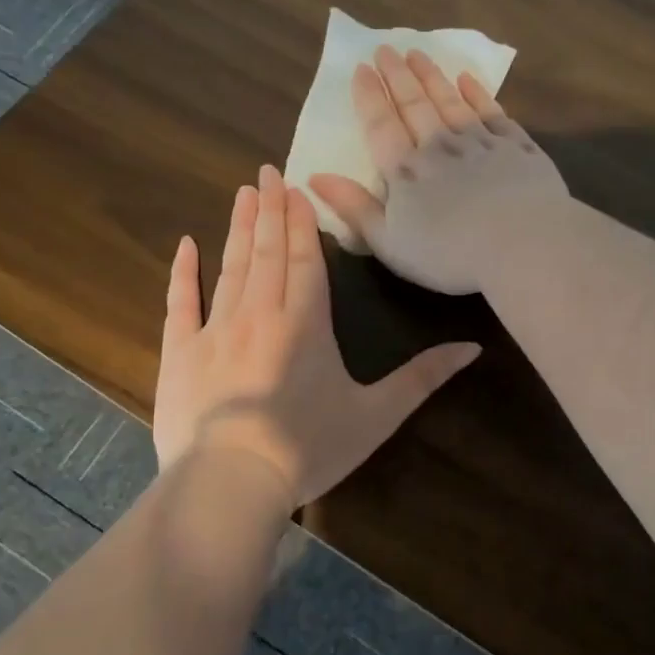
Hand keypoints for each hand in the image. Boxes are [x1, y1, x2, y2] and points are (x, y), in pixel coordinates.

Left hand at [153, 165, 480, 508]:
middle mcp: (260, 312)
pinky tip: (185, 244)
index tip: (294, 184)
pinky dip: (183, 272)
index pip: (305, 257)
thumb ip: (423, 378)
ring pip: (231, 266)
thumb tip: (474, 348)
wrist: (230, 483)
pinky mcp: (180, 352)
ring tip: (243, 194)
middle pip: (268, 251)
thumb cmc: (309, 448)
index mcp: (306, 321)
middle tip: (266, 171)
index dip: (302, 219)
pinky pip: (180, 302)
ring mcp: (215, 329)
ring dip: (239, 228)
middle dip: (271, 210)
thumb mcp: (376, 415)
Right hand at [309, 46, 568, 294]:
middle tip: (386, 49)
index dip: (369, 97)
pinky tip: (469, 80)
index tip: (361, 69)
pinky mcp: (516, 147)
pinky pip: (492, 112)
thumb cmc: (450, 255)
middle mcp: (440, 146)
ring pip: (451, 101)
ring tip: (419, 54)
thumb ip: (354, 208)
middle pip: (414, 104)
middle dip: (398, 76)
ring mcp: (481, 142)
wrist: (522, 245)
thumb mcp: (390, 243)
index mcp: (406, 171)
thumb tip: (314, 177)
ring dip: (433, 77)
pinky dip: (478, 94)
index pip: (381, 125)